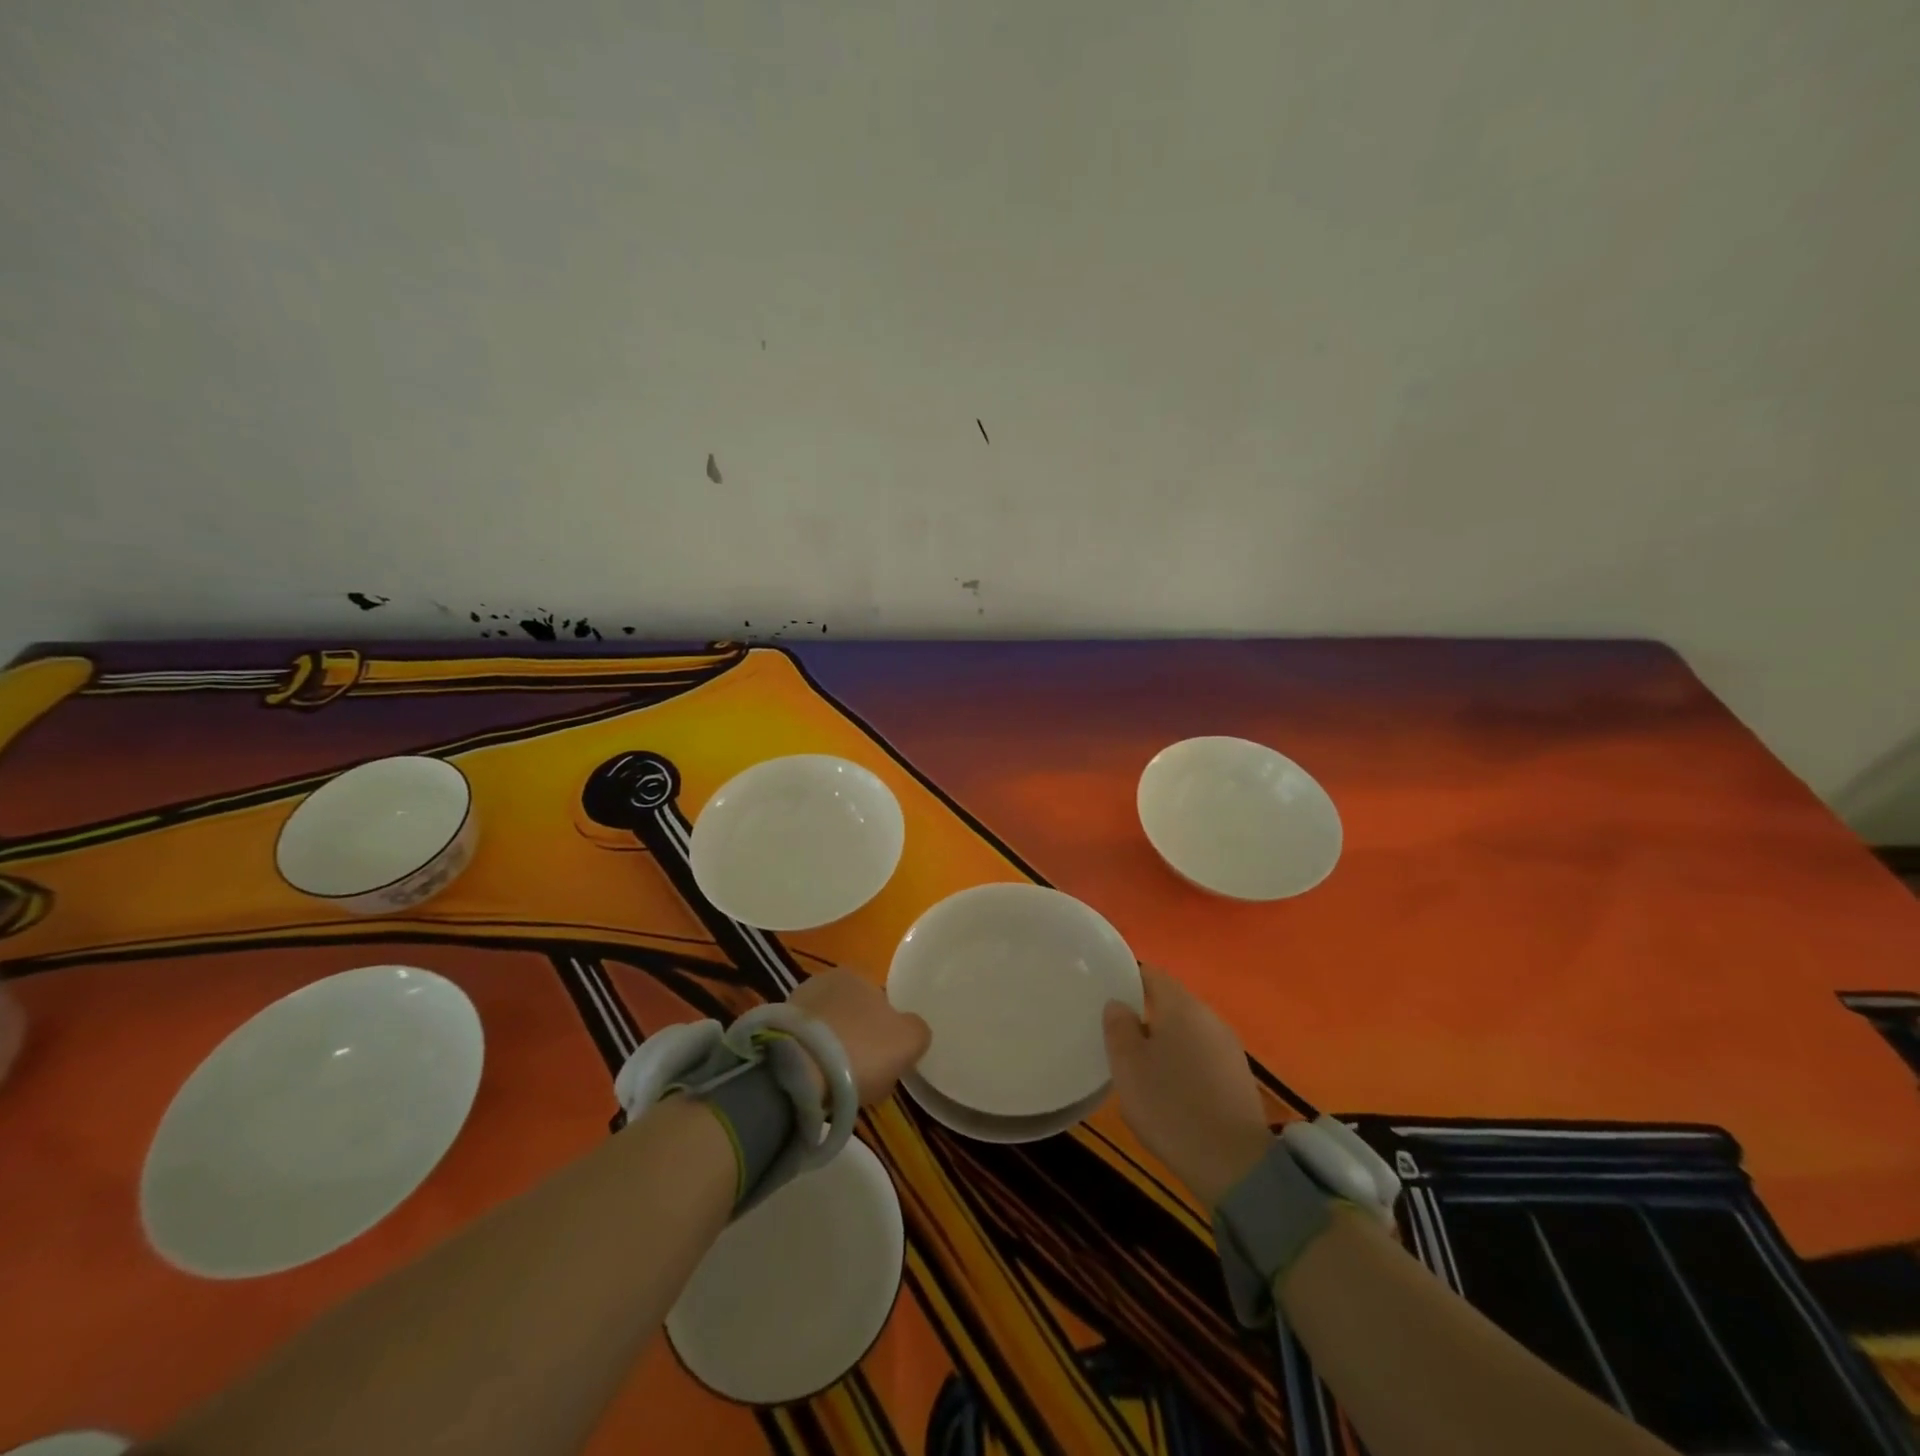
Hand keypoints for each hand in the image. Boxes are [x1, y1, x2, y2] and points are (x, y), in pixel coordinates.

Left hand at [792, 969, 930, 1105]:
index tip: (886, 1061)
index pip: (879, 1002)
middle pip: (852, 1017)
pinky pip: (805, 1050)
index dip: (886, 1033)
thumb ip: (917, 1030)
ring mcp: (794, 1006)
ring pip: (826, 1034)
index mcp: (856, 974)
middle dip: (858, 1043)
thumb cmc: (861, 1047)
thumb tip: (912, 1031)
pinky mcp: (773, 1033)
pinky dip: (812, 1065)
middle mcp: (823, 981)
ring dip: (833, 1055)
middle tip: (864, 1077)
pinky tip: (817, 1086)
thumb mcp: (909, 1040)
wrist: (799, 1072)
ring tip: (838, 1087)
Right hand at [1103, 967, 1274, 1208]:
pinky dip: (1183, 1061)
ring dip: (1165, 1040)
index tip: (1107, 994)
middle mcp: (1209, 1017)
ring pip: (1187, 1030)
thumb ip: (1118, 1027)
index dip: (1128, 979)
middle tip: (1118, 1033)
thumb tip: (1118, 1004)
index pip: (1152, 974)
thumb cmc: (1171, 1106)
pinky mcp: (1238, 1076)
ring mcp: (1228, 1047)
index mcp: (1181, 1006)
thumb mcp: (1128, 1066)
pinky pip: (1202, 1055)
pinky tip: (1170, 1087)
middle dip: (1145, 1012)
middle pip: (1172, 1002)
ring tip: (1140, 1063)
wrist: (1235, 1164)